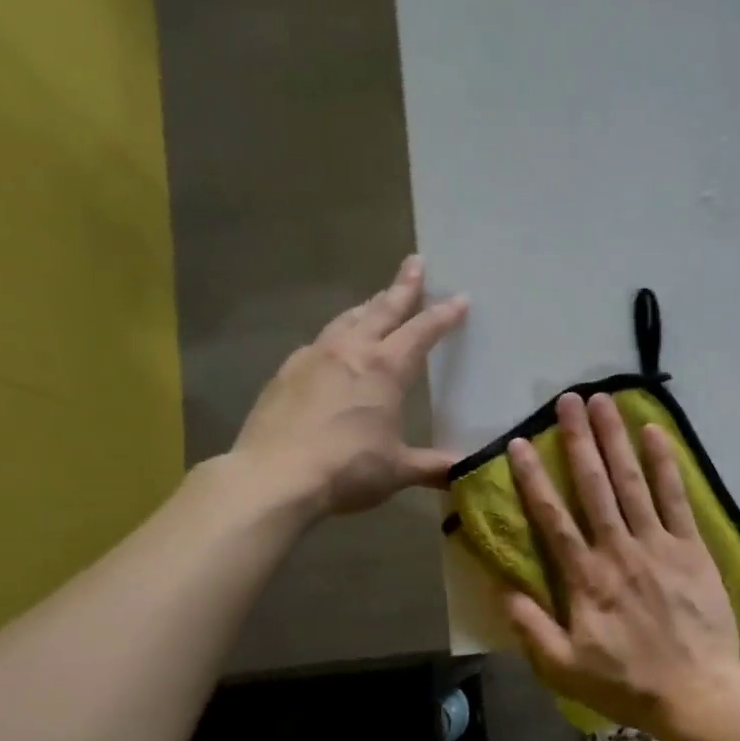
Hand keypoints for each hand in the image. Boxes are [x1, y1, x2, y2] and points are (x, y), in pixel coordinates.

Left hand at [233, 256, 467, 516]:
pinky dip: (334, 338)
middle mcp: (349, 352)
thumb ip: (433, 466)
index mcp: (385, 369)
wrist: (274, 477)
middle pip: (381, 310)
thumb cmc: (347, 470)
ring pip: (346, 320)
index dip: (443, 315)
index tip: (460, 297)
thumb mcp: (398, 470)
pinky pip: (317, 344)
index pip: (422, 332)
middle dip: (402, 287)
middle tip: (415, 263)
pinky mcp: (285, 374)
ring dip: (366, 307)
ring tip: (375, 301)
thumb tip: (465, 469)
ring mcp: (312, 358)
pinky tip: (332, 349)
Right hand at [505, 392, 739, 735]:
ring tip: (604, 402)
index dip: (534, 478)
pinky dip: (666, 464)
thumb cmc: (627, 683)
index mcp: (586, 578)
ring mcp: (659, 545)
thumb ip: (530, 625)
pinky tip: (654, 432)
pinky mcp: (692, 549)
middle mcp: (619, 550)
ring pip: (633, 482)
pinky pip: (676, 498)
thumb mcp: (563, 667)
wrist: (697, 693)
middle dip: (579, 440)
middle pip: (594, 486)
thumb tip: (501, 586)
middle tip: (567, 399)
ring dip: (616, 439)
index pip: (553, 517)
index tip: (520, 442)